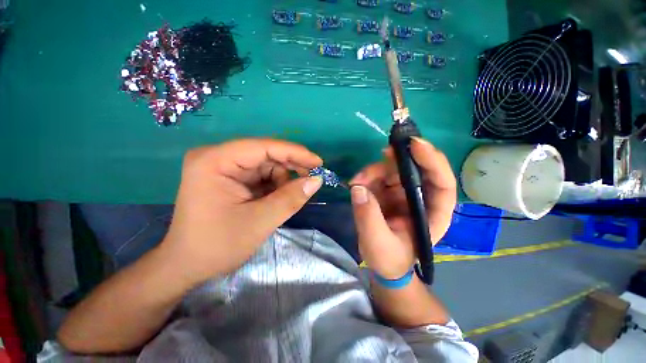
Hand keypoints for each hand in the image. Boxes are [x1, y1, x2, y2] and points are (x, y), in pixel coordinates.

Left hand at [161, 139, 322, 285]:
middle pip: (265, 154)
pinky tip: (277, 198)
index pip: (263, 147)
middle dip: (290, 167)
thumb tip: (317, 180)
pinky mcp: (229, 178)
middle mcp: (217, 157)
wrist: (187, 265)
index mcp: (215, 161)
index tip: (318, 162)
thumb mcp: (260, 222)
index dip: (294, 153)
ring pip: (265, 165)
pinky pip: (260, 175)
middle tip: (311, 179)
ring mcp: (222, 167)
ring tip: (289, 197)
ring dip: (282, 179)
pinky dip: (274, 185)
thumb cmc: (217, 246)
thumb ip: (291, 199)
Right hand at [350, 137, 455, 278]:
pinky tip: (355, 184)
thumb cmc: (389, 259)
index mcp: (432, 214)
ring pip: (392, 170)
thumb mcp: (378, 244)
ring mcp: (402, 193)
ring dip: (374, 171)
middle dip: (398, 160)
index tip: (414, 144)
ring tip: (357, 180)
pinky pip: (377, 176)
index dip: (433, 160)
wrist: (382, 264)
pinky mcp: (386, 192)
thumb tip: (358, 188)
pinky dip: (366, 177)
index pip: (442, 182)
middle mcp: (420, 198)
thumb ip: (368, 217)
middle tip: (382, 153)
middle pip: (415, 169)